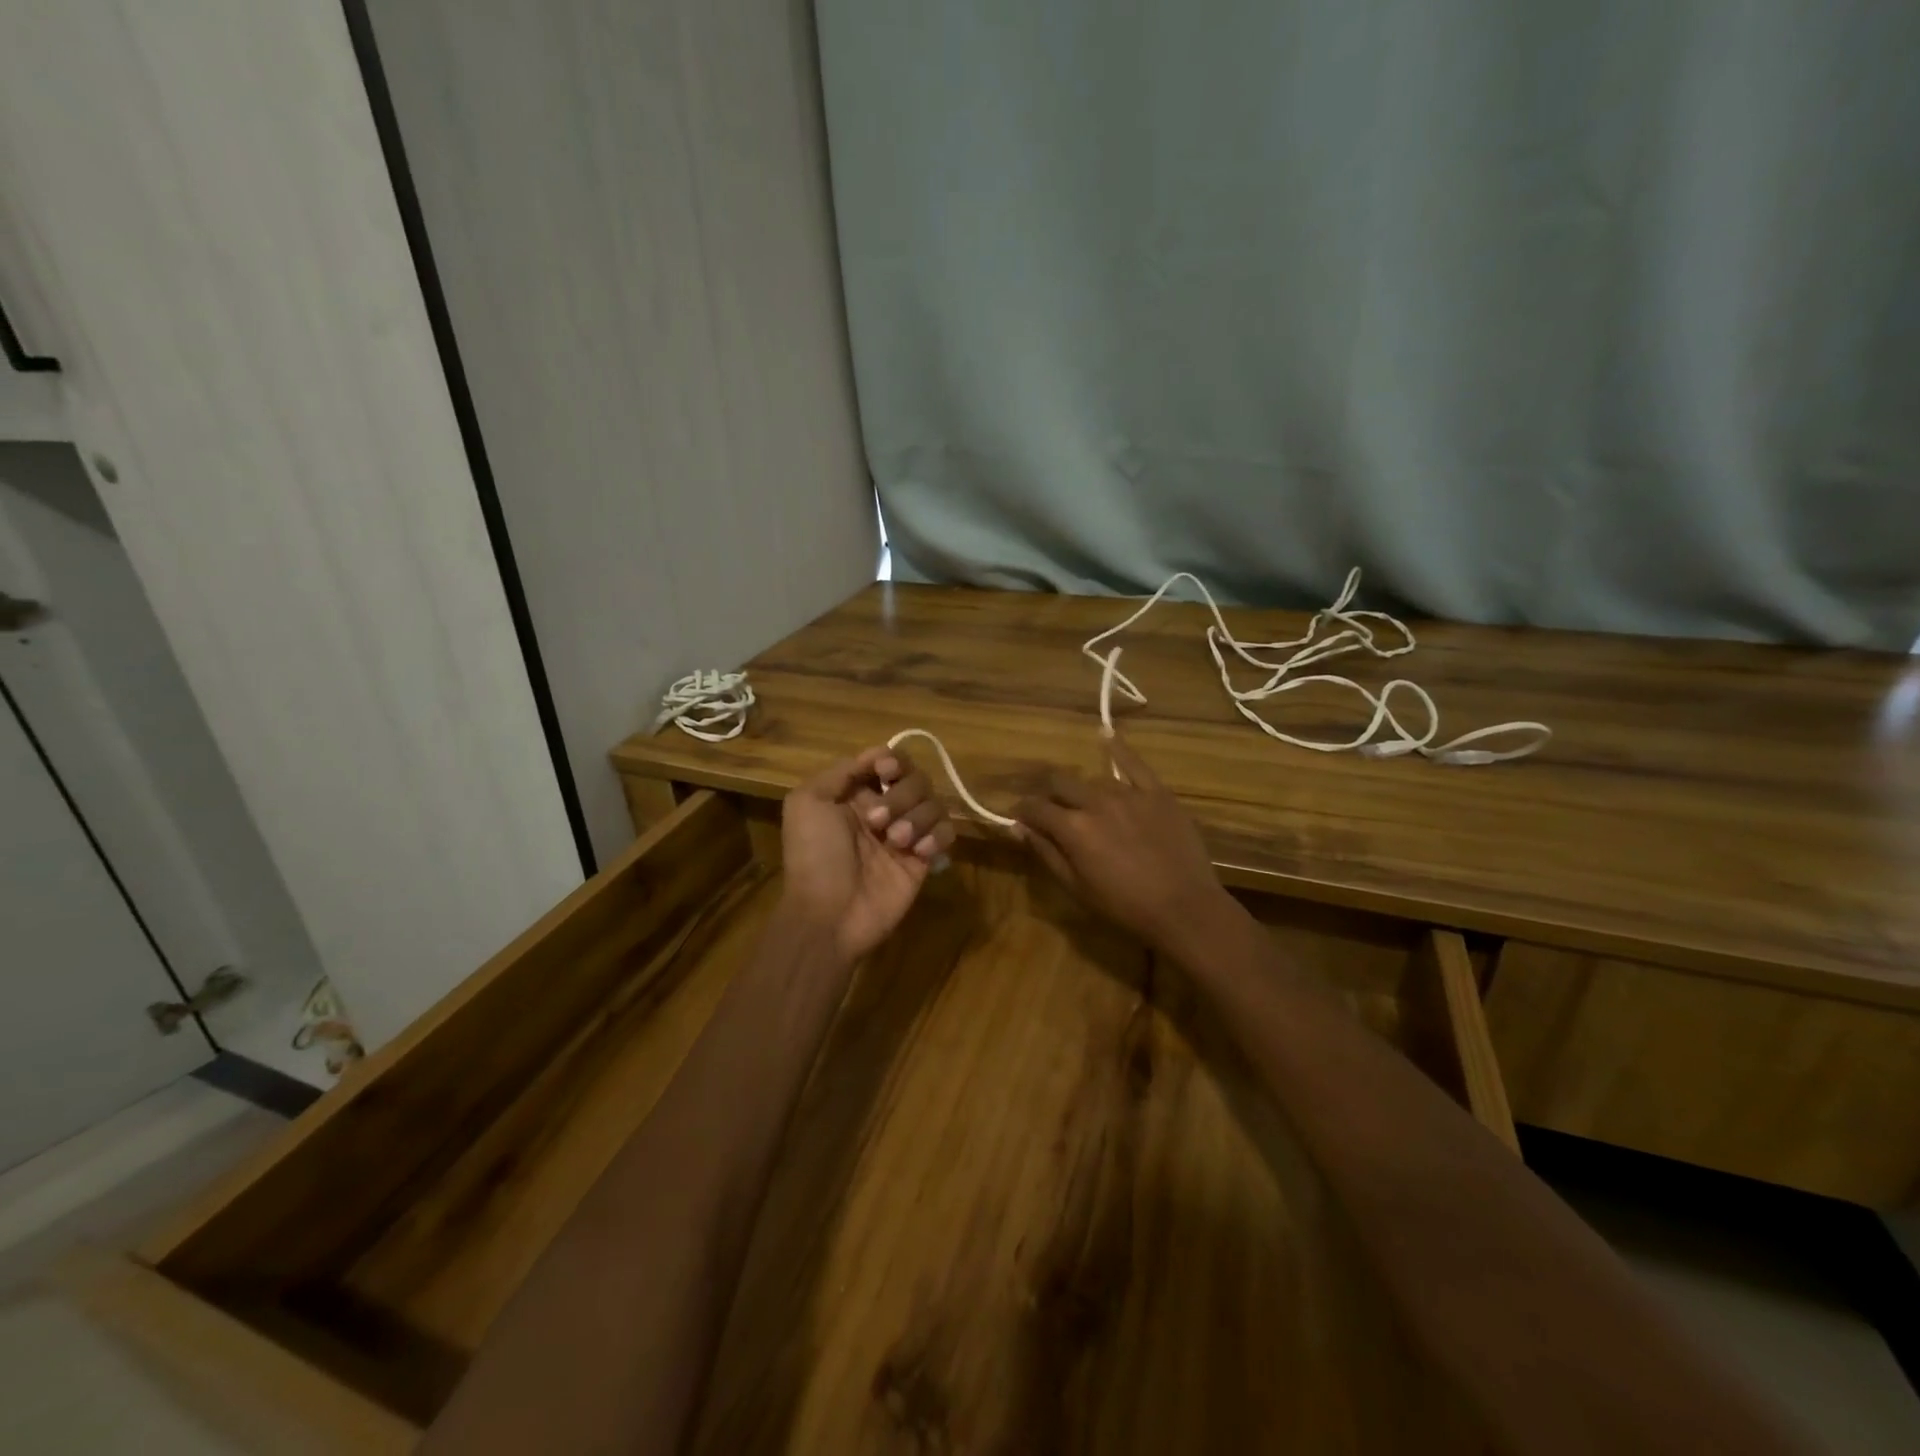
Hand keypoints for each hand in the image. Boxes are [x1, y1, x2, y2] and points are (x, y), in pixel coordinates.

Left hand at [779, 746, 957, 963]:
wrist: (829, 914)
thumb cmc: (814, 857)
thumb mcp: (807, 802)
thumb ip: (841, 771)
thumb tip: (876, 755)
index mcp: (855, 793)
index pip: (888, 762)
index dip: (893, 761)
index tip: (885, 772)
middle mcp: (884, 809)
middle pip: (916, 778)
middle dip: (901, 794)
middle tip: (877, 822)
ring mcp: (906, 834)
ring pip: (934, 803)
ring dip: (917, 817)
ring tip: (896, 842)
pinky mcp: (924, 859)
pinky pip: (947, 832)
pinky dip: (937, 836)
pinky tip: (919, 852)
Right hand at [1013, 734, 1231, 950]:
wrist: (1184, 907)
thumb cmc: (1124, 906)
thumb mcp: (1076, 887)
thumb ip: (1046, 852)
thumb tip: (1018, 827)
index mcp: (1073, 828)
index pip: (1036, 807)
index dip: (1023, 810)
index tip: (1019, 817)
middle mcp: (1096, 802)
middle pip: (1060, 783)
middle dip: (1048, 794)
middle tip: (1050, 809)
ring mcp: (1129, 794)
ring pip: (1094, 780)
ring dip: (1082, 791)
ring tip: (1085, 804)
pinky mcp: (1157, 793)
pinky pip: (1134, 764)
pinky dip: (1118, 749)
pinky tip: (1107, 735)